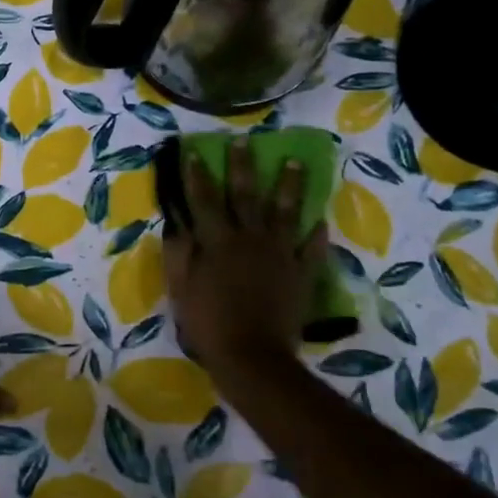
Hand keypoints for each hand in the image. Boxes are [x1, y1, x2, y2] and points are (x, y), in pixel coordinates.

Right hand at [162, 138, 325, 379]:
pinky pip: (311, 249)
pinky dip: (316, 234)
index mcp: (218, 241)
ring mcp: (280, 254)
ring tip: (295, 163)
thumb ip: (179, 254)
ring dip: (289, 186)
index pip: (205, 200)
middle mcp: (250, 239)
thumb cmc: (208, 323)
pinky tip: (320, 221)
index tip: (194, 152)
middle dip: (243, 166)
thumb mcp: (181, 288)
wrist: (252, 356)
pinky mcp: (301, 274)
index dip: (198, 175)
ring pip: (285, 213)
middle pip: (246, 196)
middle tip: (246, 141)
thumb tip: (177, 224)